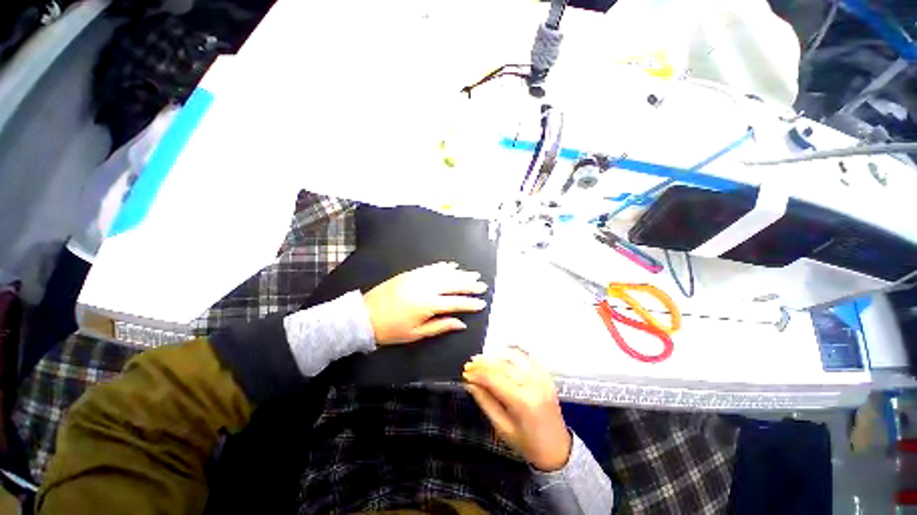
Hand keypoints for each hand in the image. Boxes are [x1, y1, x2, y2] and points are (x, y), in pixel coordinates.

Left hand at [363, 262, 487, 345]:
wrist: (364, 316)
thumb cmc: (391, 330)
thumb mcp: (416, 333)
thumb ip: (441, 326)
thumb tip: (460, 323)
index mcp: (428, 305)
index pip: (455, 303)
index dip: (470, 303)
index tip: (482, 303)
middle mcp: (425, 288)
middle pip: (453, 284)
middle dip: (469, 285)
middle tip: (482, 284)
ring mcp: (418, 278)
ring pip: (444, 274)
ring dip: (460, 274)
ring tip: (473, 274)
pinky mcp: (410, 274)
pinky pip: (430, 268)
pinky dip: (443, 266)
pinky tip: (452, 265)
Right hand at [463, 349, 571, 471]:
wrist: (558, 450)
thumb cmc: (528, 444)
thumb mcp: (503, 428)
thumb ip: (485, 402)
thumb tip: (469, 384)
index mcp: (522, 402)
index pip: (494, 379)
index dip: (478, 374)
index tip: (465, 373)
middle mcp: (533, 385)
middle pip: (503, 366)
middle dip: (484, 363)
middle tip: (470, 364)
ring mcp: (542, 378)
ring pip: (514, 359)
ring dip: (496, 356)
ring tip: (482, 358)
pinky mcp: (546, 376)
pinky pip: (529, 357)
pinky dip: (515, 352)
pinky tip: (504, 350)